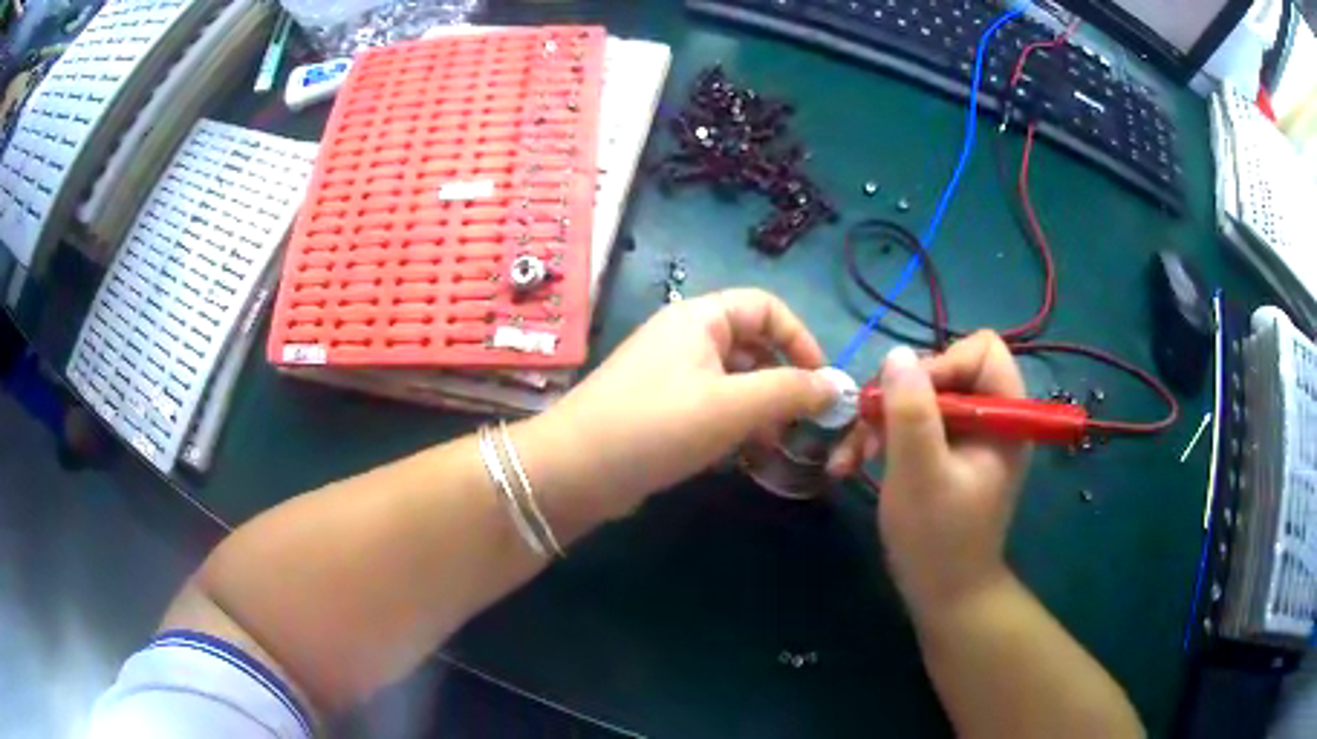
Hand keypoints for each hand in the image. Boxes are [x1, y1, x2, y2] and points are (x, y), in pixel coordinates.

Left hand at [525, 288, 836, 517]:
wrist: (575, 472)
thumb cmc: (657, 425)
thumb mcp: (733, 406)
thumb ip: (791, 391)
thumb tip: (837, 387)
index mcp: (700, 318)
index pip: (766, 307)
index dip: (800, 339)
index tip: (821, 383)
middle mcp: (685, 338)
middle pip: (752, 346)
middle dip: (783, 382)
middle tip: (801, 424)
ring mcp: (670, 376)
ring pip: (733, 382)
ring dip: (761, 411)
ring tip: (774, 447)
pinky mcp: (660, 411)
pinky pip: (711, 408)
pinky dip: (734, 428)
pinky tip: (742, 459)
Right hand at [830, 332, 1029, 614]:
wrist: (943, 595)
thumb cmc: (938, 540)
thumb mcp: (920, 474)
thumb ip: (911, 412)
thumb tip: (897, 354)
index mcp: (1005, 416)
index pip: (982, 350)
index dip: (943, 363)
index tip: (906, 399)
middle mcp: (992, 418)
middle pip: (947, 370)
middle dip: (901, 396)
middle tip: (867, 427)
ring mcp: (969, 436)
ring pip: (923, 396)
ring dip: (883, 419)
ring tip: (852, 454)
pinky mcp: (948, 453)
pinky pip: (915, 424)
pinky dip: (885, 438)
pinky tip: (853, 462)